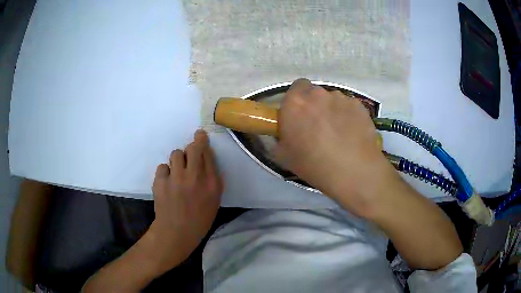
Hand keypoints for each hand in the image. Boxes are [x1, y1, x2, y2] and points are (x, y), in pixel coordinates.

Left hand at [147, 130, 222, 271]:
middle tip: (193, 144)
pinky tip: (167, 182)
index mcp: (211, 183)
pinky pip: (163, 166)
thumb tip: (207, 159)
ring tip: (177, 171)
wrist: (176, 232)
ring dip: (178, 159)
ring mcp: (176, 178)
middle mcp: (194, 177)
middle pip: (193, 148)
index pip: (207, 153)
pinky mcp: (161, 181)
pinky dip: (166, 172)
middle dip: (193, 142)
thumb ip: (213, 179)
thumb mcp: (214, 201)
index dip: (203, 142)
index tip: (200, 136)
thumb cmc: (199, 219)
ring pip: (176, 154)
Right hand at [275, 79, 400, 215]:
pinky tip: (352, 135)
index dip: (297, 100)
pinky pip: (349, 107)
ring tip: (339, 133)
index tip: (299, 115)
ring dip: (332, 111)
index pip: (295, 88)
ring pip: (334, 100)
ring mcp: (341, 98)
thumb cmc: (314, 165)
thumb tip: (282, 135)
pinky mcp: (359, 106)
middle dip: (315, 106)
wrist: (354, 172)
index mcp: (295, 103)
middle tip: (318, 127)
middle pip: (315, 93)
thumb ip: (279, 139)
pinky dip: (349, 116)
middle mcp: (318, 94)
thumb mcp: (283, 157)